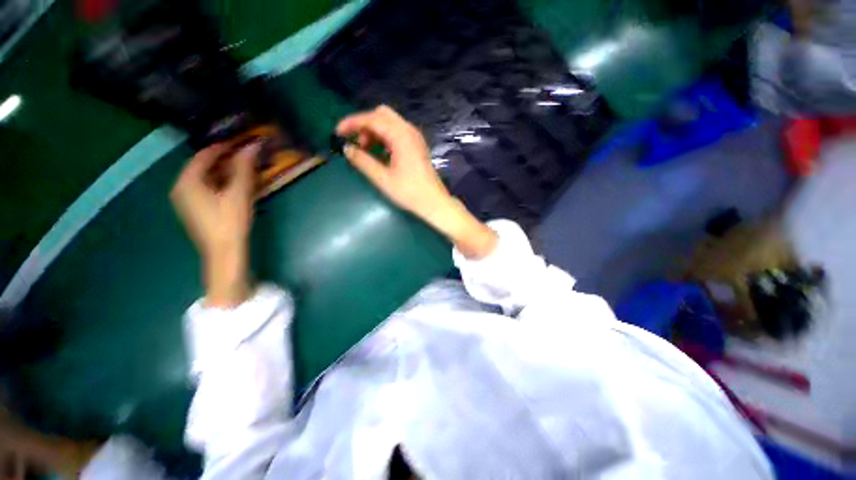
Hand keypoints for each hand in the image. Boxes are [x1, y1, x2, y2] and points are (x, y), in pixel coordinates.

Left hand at [171, 142, 258, 306]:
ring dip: (223, 172)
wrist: (224, 252)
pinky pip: (205, 189)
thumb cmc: (230, 221)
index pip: (203, 156)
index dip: (222, 147)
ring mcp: (186, 200)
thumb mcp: (239, 193)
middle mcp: (182, 188)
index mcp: (188, 182)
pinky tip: (235, 187)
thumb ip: (244, 168)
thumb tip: (252, 146)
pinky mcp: (195, 210)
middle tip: (244, 157)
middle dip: (223, 160)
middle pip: (202, 166)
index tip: (239, 143)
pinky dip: (220, 183)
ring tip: (243, 170)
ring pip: (204, 178)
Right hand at [336, 106, 496, 258]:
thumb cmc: (409, 192)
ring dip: (374, 131)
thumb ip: (363, 161)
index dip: (352, 123)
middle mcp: (409, 131)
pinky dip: (384, 137)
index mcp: (401, 136)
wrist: (434, 203)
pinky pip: (397, 132)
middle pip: (382, 115)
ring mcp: (415, 137)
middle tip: (356, 143)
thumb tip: (346, 149)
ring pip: (390, 122)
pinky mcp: (417, 145)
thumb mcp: (383, 179)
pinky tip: (380, 153)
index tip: (337, 132)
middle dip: (365, 125)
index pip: (372, 119)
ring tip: (366, 150)